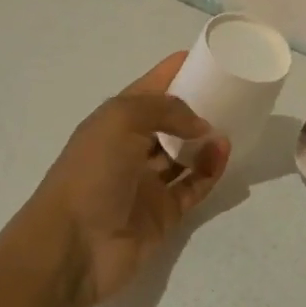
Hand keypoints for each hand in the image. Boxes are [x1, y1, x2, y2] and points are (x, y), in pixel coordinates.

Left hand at [31, 53, 229, 306]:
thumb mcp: (121, 121)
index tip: (209, 58)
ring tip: (232, 126)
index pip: (149, 88)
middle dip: (197, 107)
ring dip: (207, 140)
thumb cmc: (91, 174)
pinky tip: (223, 154)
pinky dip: (210, 170)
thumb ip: (166, 110)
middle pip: (170, 122)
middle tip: (232, 95)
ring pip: (185, 154)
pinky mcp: (164, 214)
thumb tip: (201, 125)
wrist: (73, 248)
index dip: (175, 71)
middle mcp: (130, 149)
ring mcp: (148, 183)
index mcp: (114, 121)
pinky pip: (194, 186)